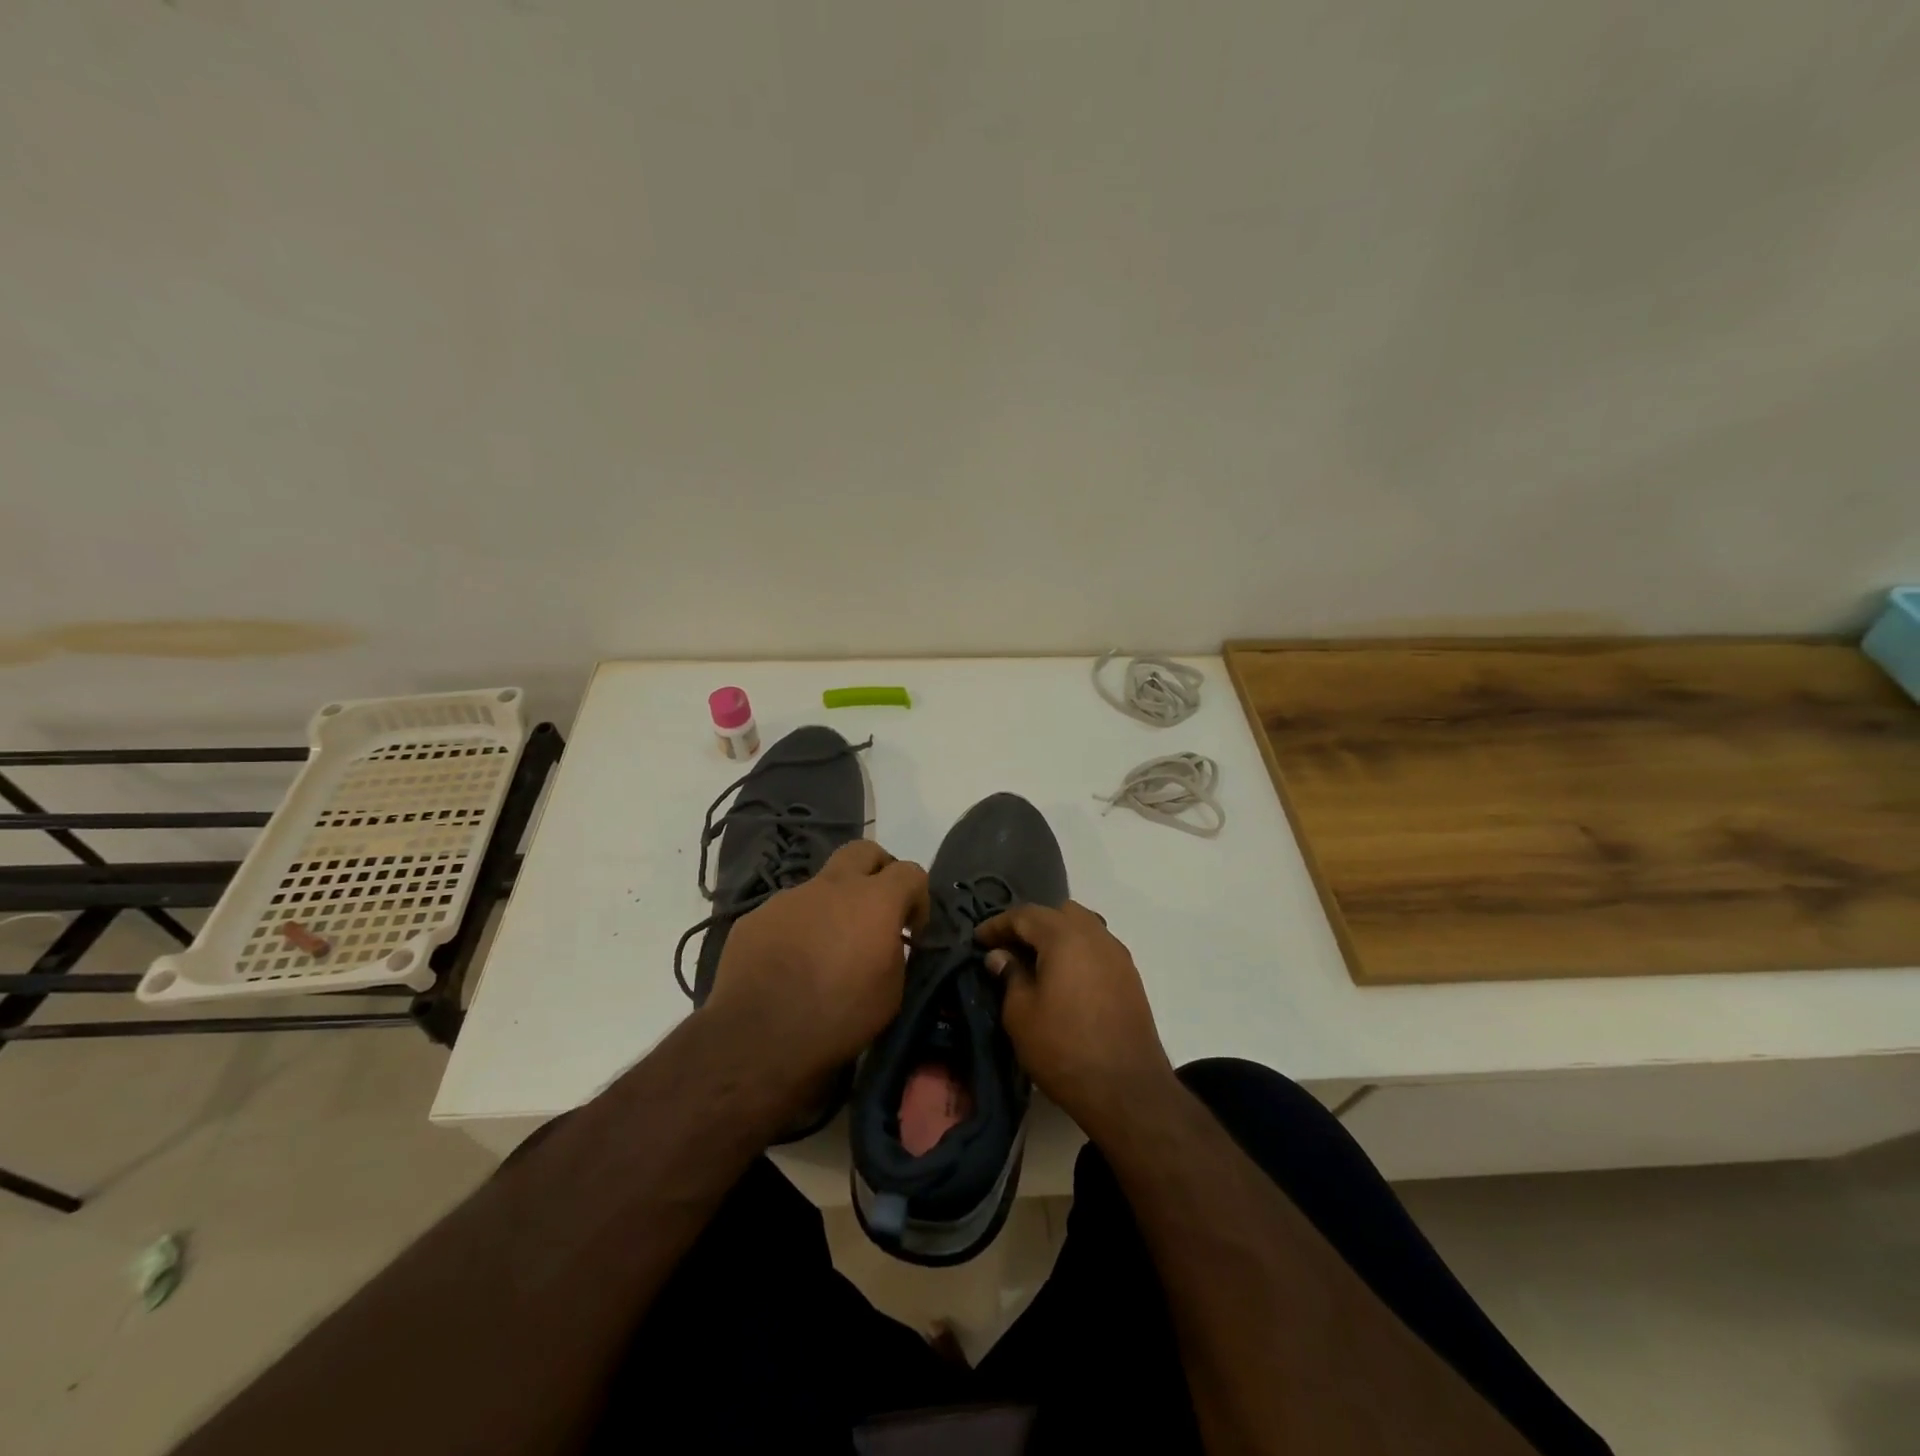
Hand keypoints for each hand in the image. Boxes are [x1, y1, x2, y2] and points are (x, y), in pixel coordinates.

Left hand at [706, 841, 927, 1089]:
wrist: (757, 1038)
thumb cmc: (838, 1018)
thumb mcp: (890, 993)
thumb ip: (894, 952)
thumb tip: (887, 941)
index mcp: (873, 901)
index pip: (910, 872)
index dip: (918, 897)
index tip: (912, 930)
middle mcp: (832, 887)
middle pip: (864, 851)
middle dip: (878, 871)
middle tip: (876, 909)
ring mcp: (789, 898)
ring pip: (820, 886)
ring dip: (831, 907)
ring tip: (824, 951)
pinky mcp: (755, 918)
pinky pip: (786, 914)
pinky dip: (797, 930)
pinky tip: (789, 966)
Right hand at [975, 900, 1174, 1138]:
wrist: (1127, 1090)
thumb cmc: (1063, 1049)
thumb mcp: (1021, 1014)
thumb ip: (1009, 976)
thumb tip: (1001, 955)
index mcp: (1065, 937)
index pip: (1025, 915)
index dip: (998, 924)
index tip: (978, 939)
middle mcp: (1095, 936)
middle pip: (1058, 914)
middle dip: (1031, 925)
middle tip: (1009, 948)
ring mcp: (1118, 955)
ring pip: (1083, 928)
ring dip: (1057, 937)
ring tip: (1036, 963)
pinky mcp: (1130, 978)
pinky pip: (1097, 949)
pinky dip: (1077, 952)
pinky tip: (1064, 979)